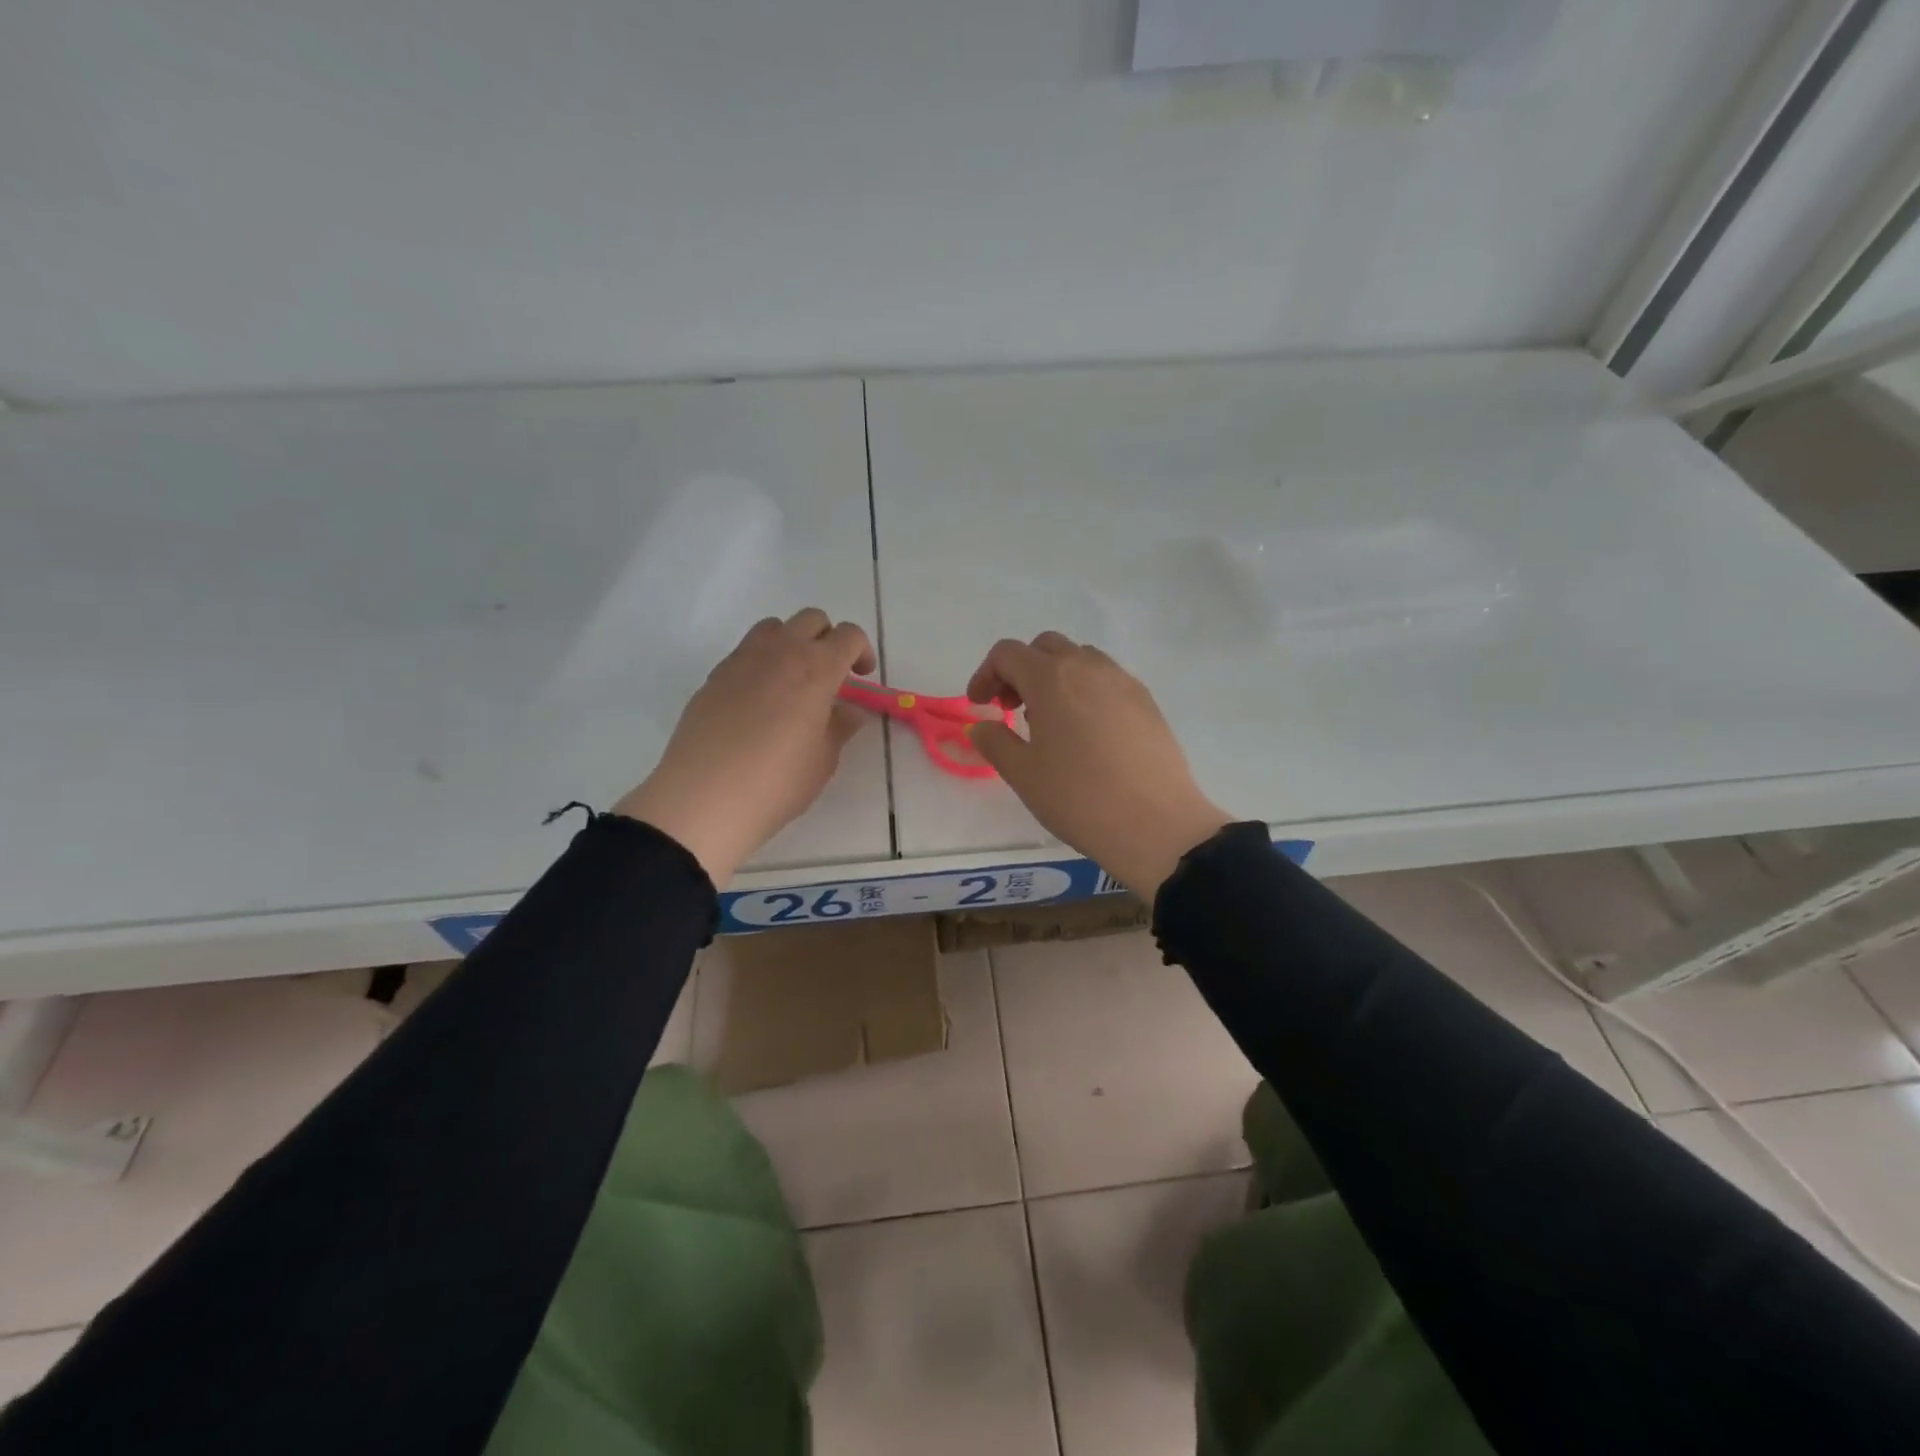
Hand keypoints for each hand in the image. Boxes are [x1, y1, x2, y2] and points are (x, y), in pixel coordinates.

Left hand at [615, 609, 874, 884]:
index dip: (862, 651)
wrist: (704, 798)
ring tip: (793, 681)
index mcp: (816, 669)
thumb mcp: (823, 760)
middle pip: (812, 620)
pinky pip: (746, 652)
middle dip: (828, 639)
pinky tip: (760, 701)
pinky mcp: (714, 676)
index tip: (861, 678)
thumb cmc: (777, 782)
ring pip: (775, 627)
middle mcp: (780, 652)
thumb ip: (840, 727)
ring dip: (792, 642)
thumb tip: (850, 711)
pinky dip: (762, 662)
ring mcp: (742, 660)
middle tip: (831, 676)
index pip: (848, 636)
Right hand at [966, 632, 1231, 899]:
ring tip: (1050, 721)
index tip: (981, 706)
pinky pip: (1107, 680)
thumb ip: (995, 742)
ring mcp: (1123, 682)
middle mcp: (1088, 667)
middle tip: (1011, 709)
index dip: (986, 674)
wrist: (1156, 825)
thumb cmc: (1078, 798)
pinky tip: (1086, 733)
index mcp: (1051, 679)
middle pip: (1045, 647)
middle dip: (1020, 670)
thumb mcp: (1023, 774)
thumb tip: (982, 726)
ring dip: (1055, 677)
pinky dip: (1085, 691)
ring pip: (1080, 659)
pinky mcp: (1147, 702)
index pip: (1007, 653)